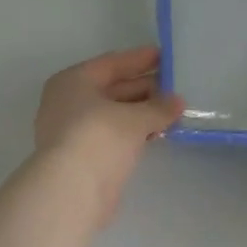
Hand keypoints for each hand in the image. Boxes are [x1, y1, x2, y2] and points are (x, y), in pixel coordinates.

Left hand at [34, 46, 183, 224]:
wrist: (73, 190)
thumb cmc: (99, 138)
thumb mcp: (134, 118)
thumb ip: (158, 107)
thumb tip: (177, 102)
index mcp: (73, 82)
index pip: (111, 64)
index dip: (139, 59)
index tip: (164, 56)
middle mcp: (68, 102)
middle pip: (111, 89)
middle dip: (144, 88)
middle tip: (175, 86)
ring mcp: (73, 132)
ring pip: (113, 114)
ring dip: (141, 112)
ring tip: (173, 110)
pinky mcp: (83, 158)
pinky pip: (113, 136)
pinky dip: (133, 132)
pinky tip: (157, 133)